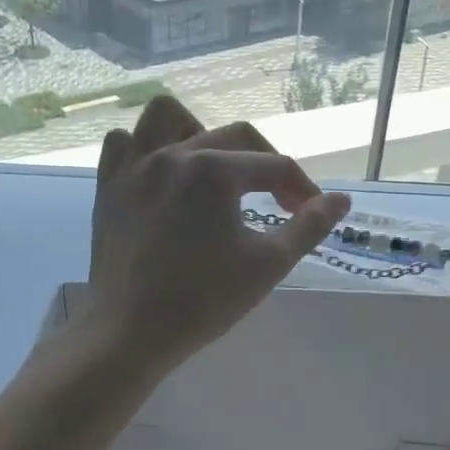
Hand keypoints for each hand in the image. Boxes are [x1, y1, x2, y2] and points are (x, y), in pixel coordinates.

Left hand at [88, 96, 349, 373]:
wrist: (132, 333)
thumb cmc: (206, 299)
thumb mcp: (270, 263)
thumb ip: (310, 225)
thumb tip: (341, 199)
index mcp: (215, 170)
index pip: (274, 166)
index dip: (302, 188)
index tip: (311, 213)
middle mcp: (174, 154)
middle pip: (235, 137)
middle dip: (266, 163)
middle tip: (279, 201)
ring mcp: (135, 167)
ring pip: (168, 117)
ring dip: (199, 132)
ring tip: (213, 167)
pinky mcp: (108, 186)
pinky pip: (123, 143)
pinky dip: (144, 148)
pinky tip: (163, 175)